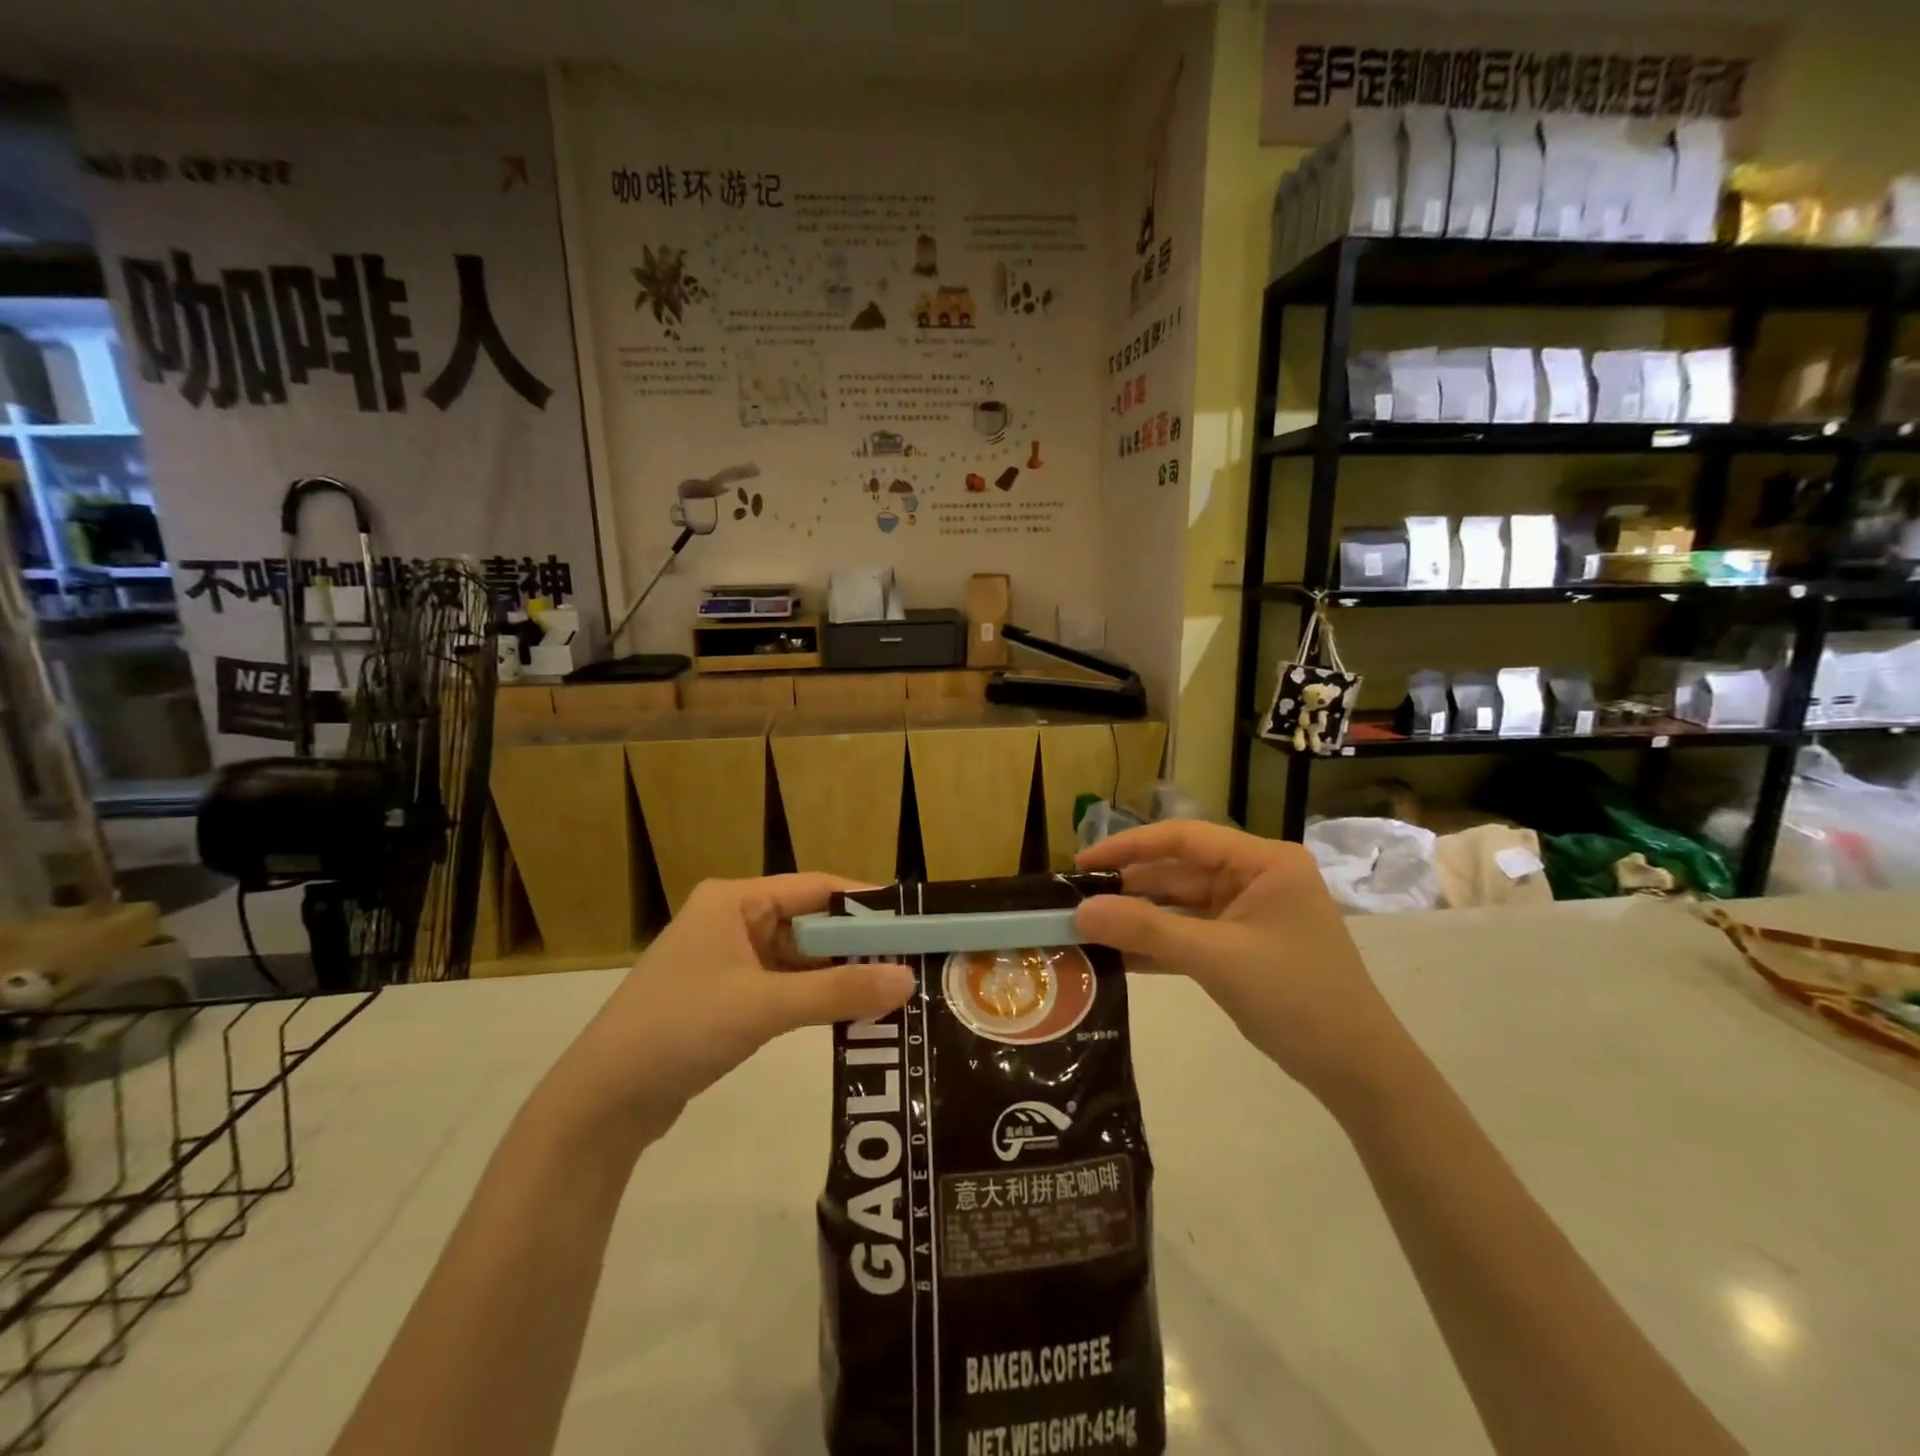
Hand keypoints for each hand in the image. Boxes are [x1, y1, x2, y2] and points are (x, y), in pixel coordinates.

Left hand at [545, 875, 913, 1141]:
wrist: (601, 1103)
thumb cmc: (679, 1030)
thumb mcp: (763, 1007)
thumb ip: (837, 991)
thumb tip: (908, 979)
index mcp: (734, 901)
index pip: (816, 887)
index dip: (865, 903)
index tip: (913, 921)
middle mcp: (732, 920)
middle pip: (810, 922)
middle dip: (856, 944)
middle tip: (911, 962)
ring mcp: (727, 959)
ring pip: (799, 957)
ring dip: (837, 974)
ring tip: (892, 990)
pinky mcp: (725, 996)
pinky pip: (784, 985)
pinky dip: (814, 996)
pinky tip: (850, 1014)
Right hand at [1072, 821, 1415, 1110]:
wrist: (1358, 1072)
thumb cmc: (1296, 998)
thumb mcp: (1217, 958)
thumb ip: (1147, 929)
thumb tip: (1080, 911)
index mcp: (1262, 862)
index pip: (1183, 838)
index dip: (1128, 846)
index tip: (1082, 863)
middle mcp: (1255, 878)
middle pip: (1178, 872)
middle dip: (1128, 889)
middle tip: (1074, 903)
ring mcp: (1248, 914)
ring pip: (1179, 906)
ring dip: (1137, 919)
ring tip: (1085, 929)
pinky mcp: (1241, 947)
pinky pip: (1189, 935)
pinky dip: (1156, 945)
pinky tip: (1115, 956)